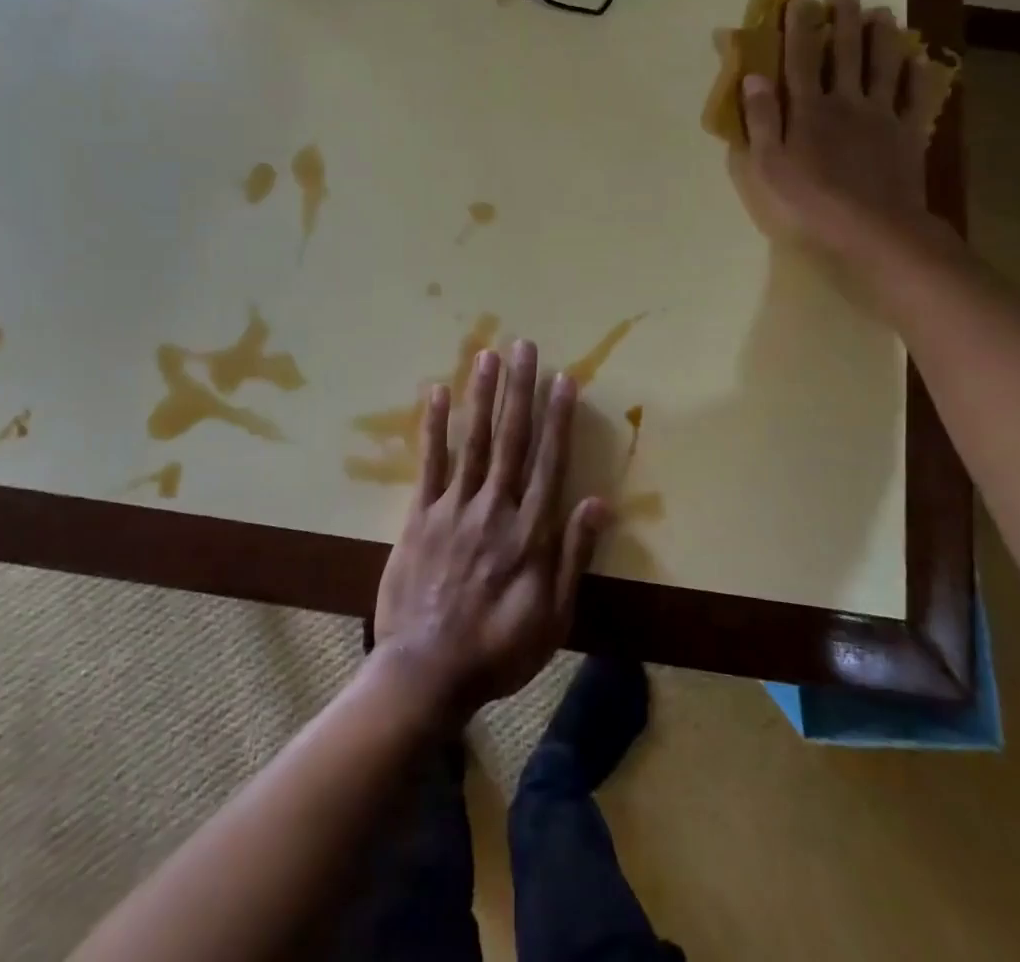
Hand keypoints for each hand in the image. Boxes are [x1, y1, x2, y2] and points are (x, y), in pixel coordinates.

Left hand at [373, 340, 610, 722]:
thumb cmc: (499, 649)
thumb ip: (574, 557)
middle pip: (513, 439)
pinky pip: (429, 464)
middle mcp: (496, 508)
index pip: (550, 462)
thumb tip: (599, 503)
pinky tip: (437, 394)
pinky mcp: (420, 515)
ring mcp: (455, 508)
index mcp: (531, 532)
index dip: (559, 418)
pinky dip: (434, 427)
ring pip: (474, 441)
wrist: (427, 671)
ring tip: (487, 354)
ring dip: (482, 395)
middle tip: (524, 347)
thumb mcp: (553, 617)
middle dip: (520, 390)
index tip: (563, 379)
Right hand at [734, 0, 954, 260]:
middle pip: (845, 52)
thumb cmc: (811, 200)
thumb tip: (755, 76)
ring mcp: (882, 115)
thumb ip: (762, 119)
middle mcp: (846, 101)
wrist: (873, 227)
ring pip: (883, 66)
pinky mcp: (908, 134)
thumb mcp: (769, 165)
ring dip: (883, 36)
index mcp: (809, 109)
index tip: (799, 0)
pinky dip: (920, 77)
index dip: (798, 28)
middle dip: (844, 19)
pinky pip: (916, 98)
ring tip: (883, 12)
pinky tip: (921, 61)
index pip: (800, 59)